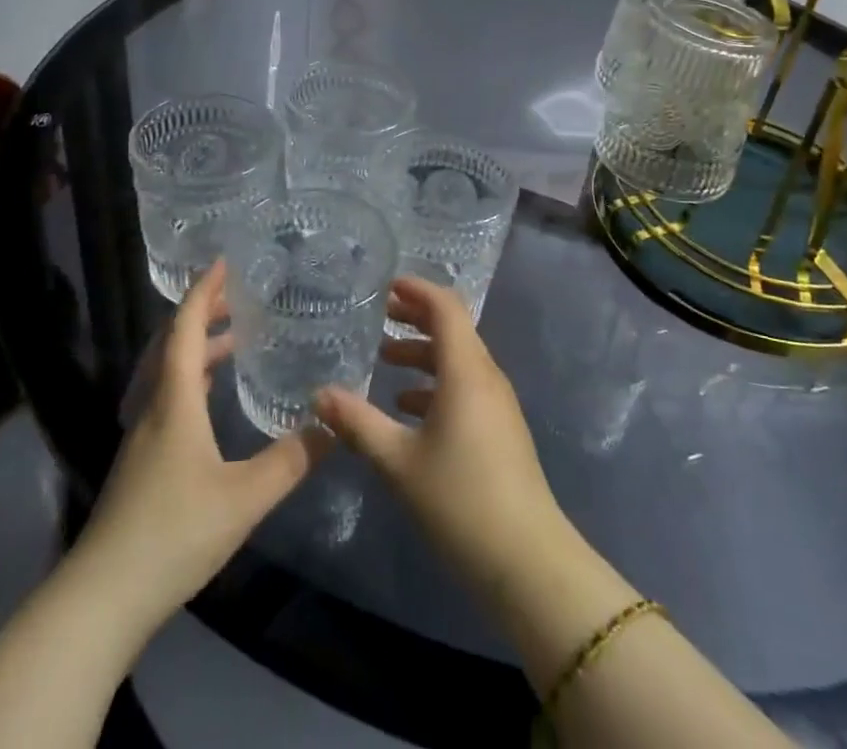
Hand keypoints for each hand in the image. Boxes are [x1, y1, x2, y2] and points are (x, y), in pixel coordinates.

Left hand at [75, 263, 330, 629]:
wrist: (101, 598)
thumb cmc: (173, 533)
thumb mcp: (244, 497)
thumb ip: (292, 459)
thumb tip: (333, 423)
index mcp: (173, 400)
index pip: (185, 328)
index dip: (203, 292)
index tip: (224, 263)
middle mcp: (152, 407)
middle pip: (171, 343)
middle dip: (202, 313)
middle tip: (237, 297)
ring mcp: (140, 435)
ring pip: (165, 372)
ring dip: (196, 347)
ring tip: (234, 340)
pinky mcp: (138, 462)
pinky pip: (164, 396)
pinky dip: (190, 378)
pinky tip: (209, 399)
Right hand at [315, 277, 568, 596]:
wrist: (526, 560)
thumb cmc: (460, 499)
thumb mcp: (398, 461)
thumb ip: (358, 423)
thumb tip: (319, 394)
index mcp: (466, 370)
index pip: (445, 307)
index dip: (418, 290)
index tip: (386, 285)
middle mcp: (486, 376)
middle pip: (453, 329)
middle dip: (416, 317)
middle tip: (380, 314)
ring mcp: (497, 404)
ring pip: (458, 360)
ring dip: (423, 353)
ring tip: (384, 358)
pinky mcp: (499, 429)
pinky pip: (464, 387)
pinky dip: (435, 384)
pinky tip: (406, 408)